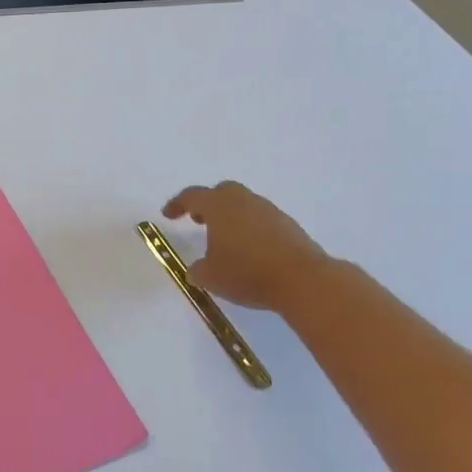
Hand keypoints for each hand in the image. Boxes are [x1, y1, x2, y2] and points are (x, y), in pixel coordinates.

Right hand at [162, 181, 329, 312]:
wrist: (302, 280)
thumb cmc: (247, 272)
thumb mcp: (210, 277)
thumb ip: (198, 270)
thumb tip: (197, 268)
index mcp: (219, 206)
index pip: (192, 196)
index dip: (177, 204)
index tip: (168, 215)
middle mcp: (244, 201)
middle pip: (222, 191)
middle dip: (208, 203)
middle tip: (199, 220)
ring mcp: (270, 211)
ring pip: (244, 205)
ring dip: (231, 217)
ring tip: (226, 241)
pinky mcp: (289, 226)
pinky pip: (262, 220)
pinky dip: (251, 229)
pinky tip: (251, 251)